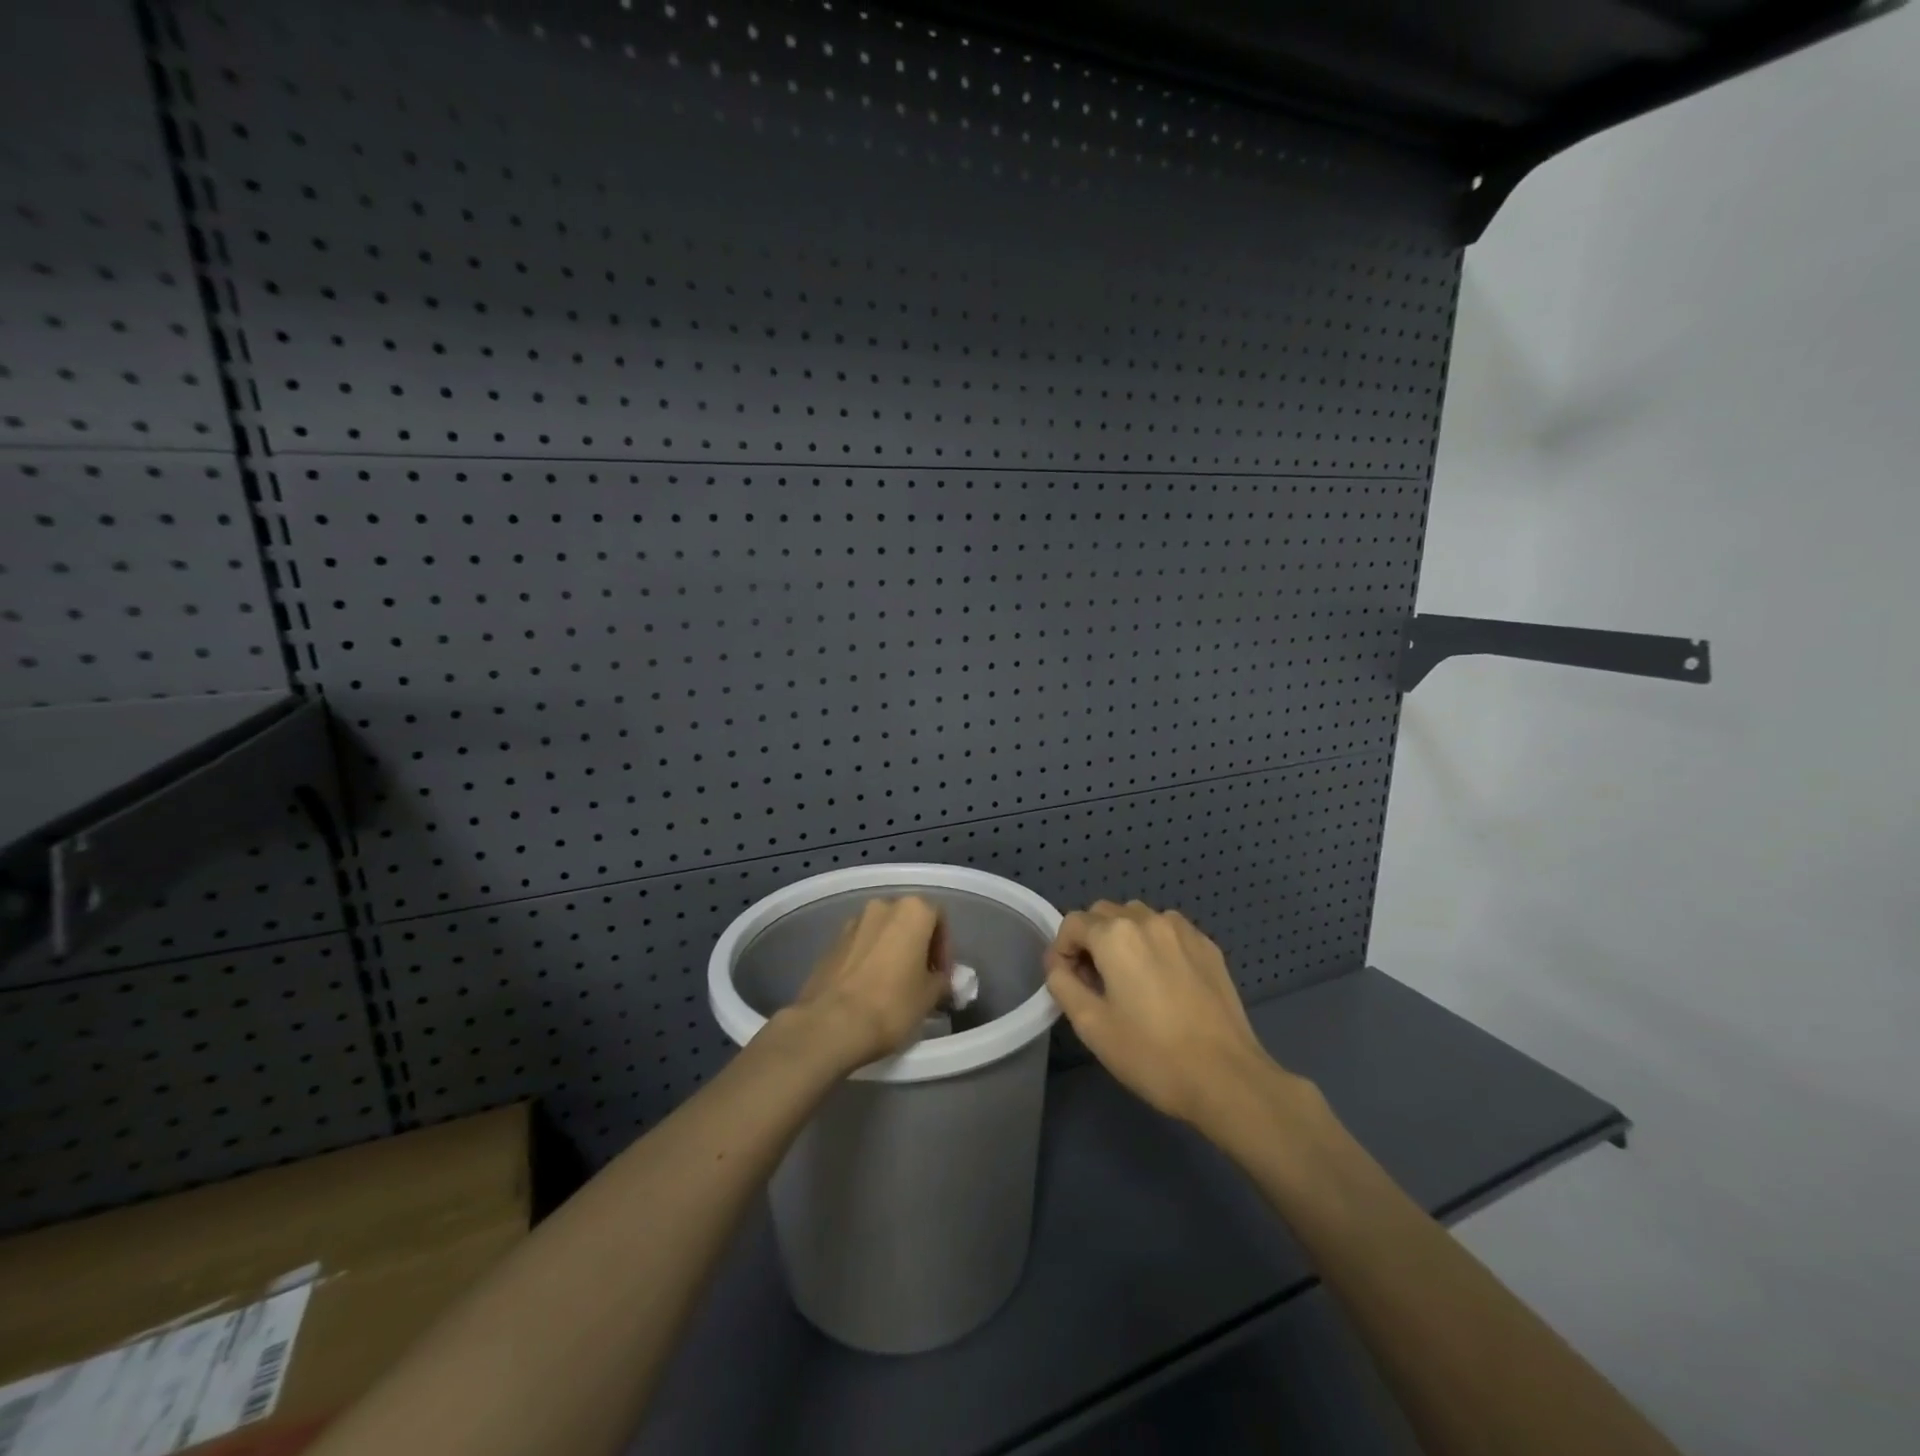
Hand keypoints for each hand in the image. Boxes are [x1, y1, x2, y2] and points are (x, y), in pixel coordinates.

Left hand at [783, 896, 950, 1073]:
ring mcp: (852, 923)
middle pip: (908, 921)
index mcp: (912, 910)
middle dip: (917, 946)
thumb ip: (941, 980)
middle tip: (921, 978)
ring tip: (894, 985)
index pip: (939, 918)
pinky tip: (870, 989)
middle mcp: (882, 906)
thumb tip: (938, 979)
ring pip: (882, 932)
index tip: (942, 975)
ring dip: (892, 951)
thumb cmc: (892, 1005)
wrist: (830, 1024)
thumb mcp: (930, 996)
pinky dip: (870, 959)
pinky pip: (860, 945)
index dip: (945, 948)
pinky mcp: (831, 943)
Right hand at [1046, 900, 1284, 1131]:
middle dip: (1092, 940)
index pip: (1072, 923)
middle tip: (1096, 983)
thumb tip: (1058, 963)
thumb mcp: (1091, 1025)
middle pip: (1104, 914)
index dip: (1062, 950)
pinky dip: (1155, 945)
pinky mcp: (1208, 946)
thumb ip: (1062, 983)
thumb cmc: (1151, 1054)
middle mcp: (1148, 920)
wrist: (1226, 1078)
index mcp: (1115, 935)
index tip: (1069, 983)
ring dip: (1124, 938)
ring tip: (1131, 980)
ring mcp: (1183, 930)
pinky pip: (1168, 931)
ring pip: (1138, 918)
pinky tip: (1164, 982)